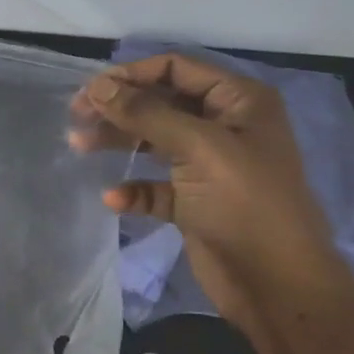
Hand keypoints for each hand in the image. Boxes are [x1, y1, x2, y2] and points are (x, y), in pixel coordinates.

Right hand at [70, 53, 353, 328]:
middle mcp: (224, 126)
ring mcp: (209, 165)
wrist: (277, 285)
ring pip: (153, 142)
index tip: (90, 90)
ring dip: (119, 142)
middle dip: (119, 108)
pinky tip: (114, 198)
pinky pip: (155, 186)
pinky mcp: (194, 201)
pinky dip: (133, 189)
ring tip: (79, 147)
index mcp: (238, 101)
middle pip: (160, 103)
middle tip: (76, 117)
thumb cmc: (246, 203)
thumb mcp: (199, 148)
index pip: (177, 68)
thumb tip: (98, 86)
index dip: (132, 74)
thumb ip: (146, 113)